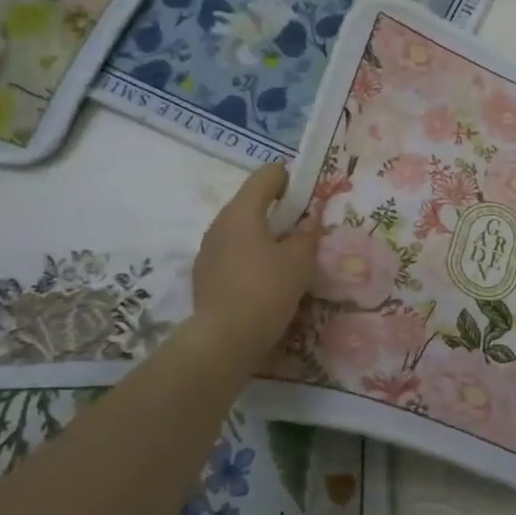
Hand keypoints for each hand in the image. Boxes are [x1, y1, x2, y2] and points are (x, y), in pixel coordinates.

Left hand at [190, 164, 322, 362]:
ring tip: (288, 260)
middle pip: (253, 202)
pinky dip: (252, 257)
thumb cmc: (266, 290)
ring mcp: (208, 249)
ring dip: (266, 236)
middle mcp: (220, 223)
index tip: (311, 199)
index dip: (292, 179)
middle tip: (306, 232)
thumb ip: (307, 234)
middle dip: (281, 211)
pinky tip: (267, 281)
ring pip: (243, 230)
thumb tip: (309, 221)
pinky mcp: (205, 274)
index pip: (268, 174)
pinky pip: (234, 253)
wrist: (224, 340)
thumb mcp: (300, 260)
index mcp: (242, 211)